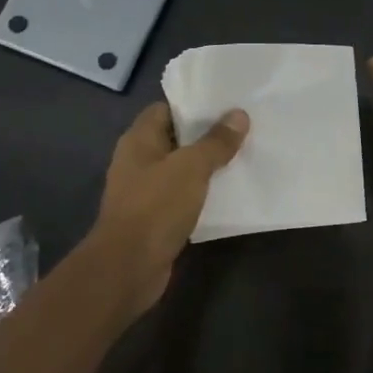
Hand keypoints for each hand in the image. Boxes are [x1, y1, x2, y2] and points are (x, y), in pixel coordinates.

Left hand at [91, 102, 248, 314]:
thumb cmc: (156, 207)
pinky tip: (228, 192)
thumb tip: (239, 115)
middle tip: (243, 128)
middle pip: (175, 139)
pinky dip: (202, 193)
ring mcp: (144, 191)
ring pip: (181, 169)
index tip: (226, 104)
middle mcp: (138, 161)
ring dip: (206, 166)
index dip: (193, 104)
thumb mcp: (191, 168)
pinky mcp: (154, 218)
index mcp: (138, 140)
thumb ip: (215, 142)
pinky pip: (182, 196)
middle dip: (206, 134)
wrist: (128, 267)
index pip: (165, 109)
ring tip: (242, 156)